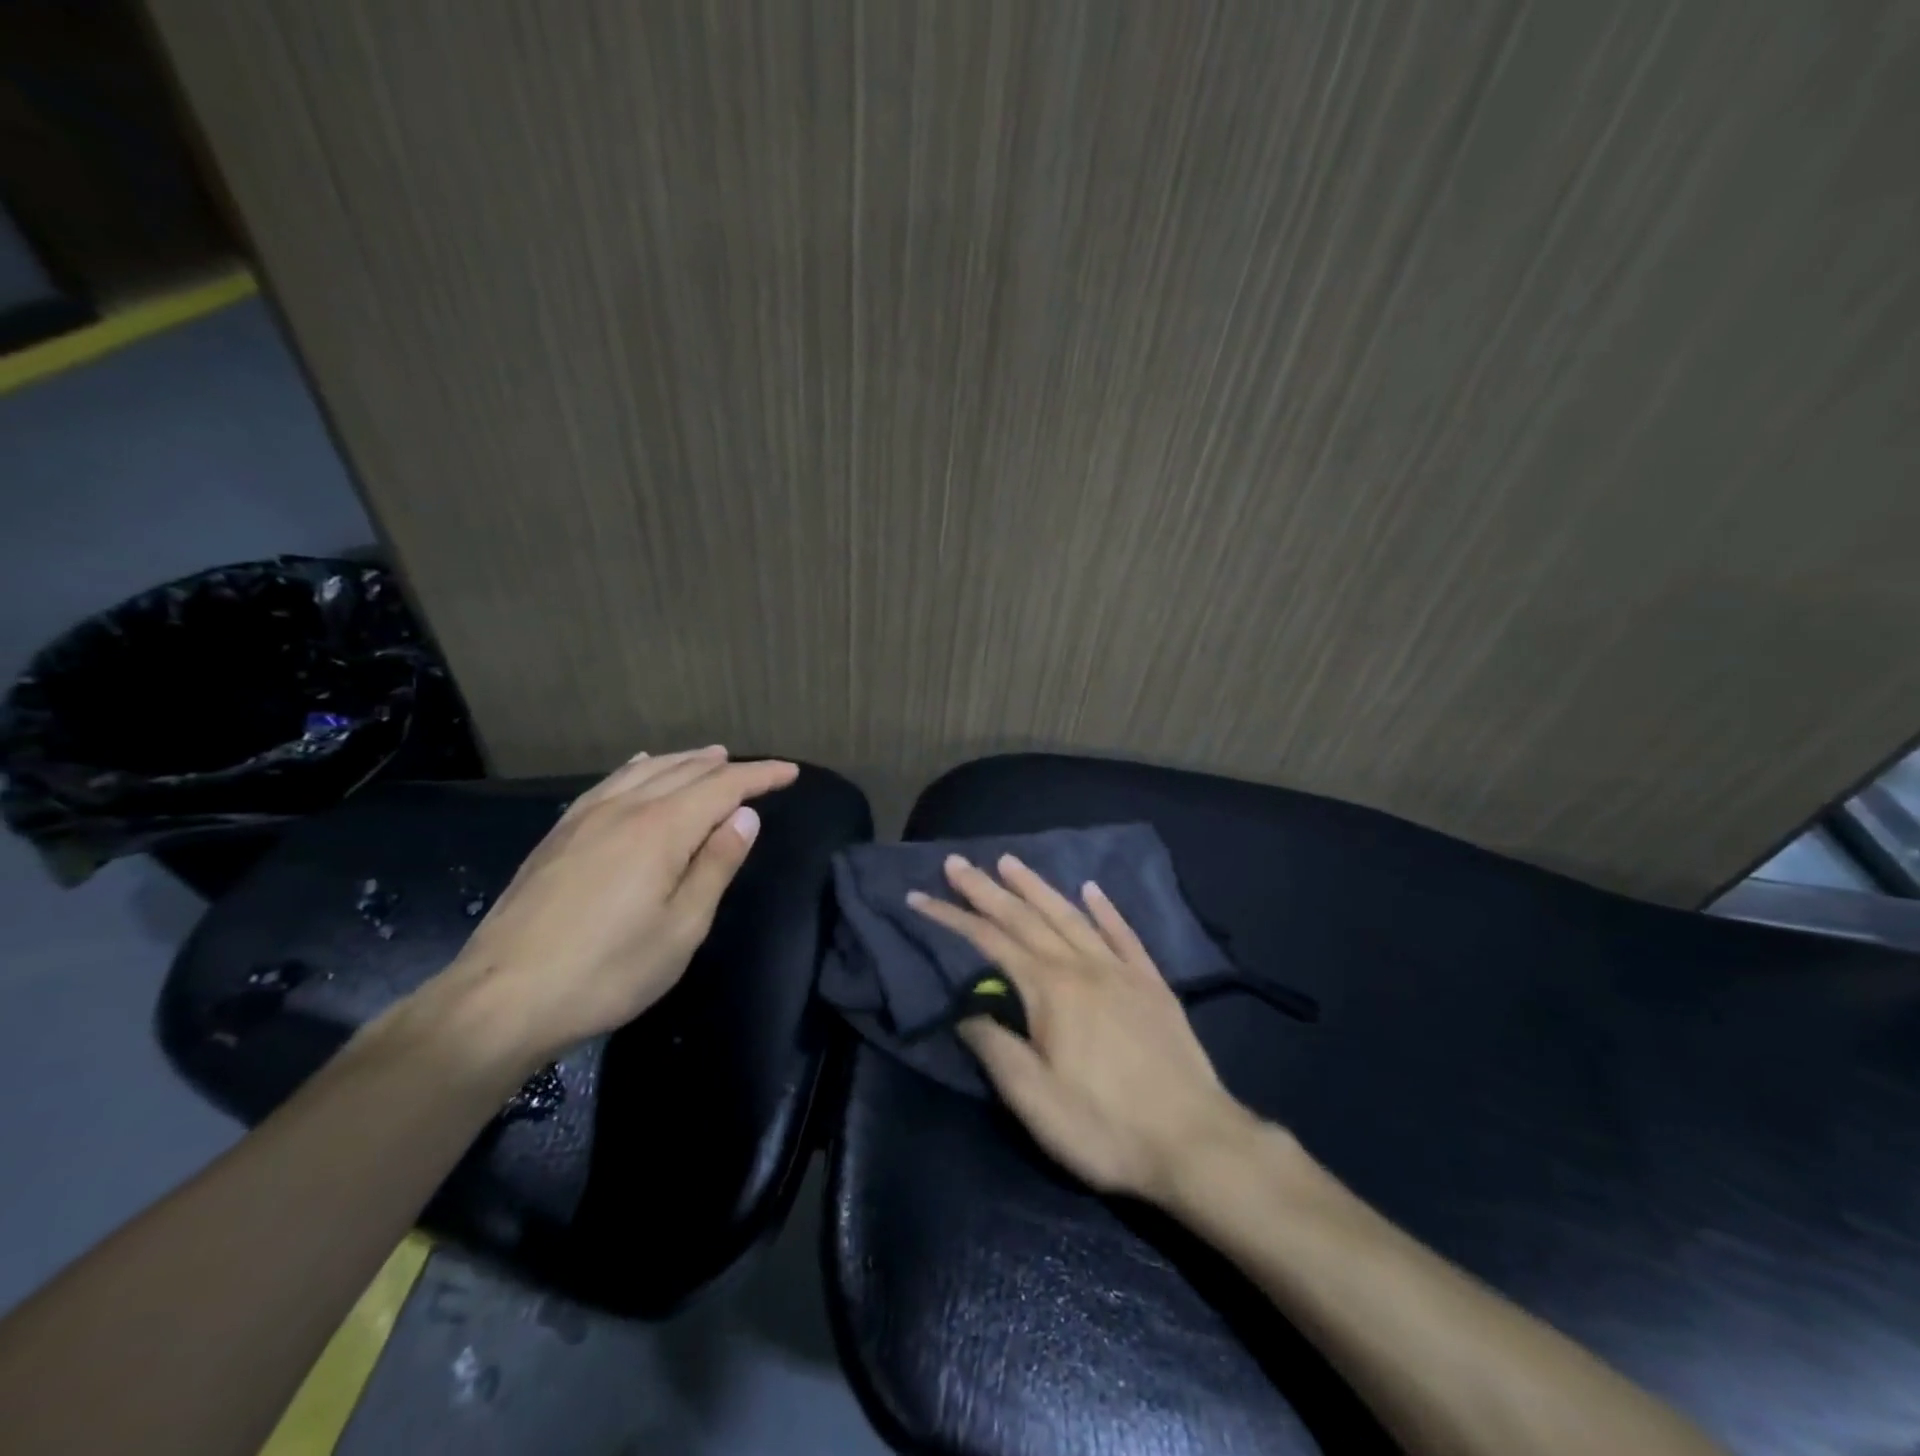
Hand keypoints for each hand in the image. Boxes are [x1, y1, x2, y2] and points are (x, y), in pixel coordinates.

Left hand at [432, 746, 797, 1067]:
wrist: (501, 1000)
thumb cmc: (608, 971)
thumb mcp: (682, 928)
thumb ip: (716, 865)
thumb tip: (745, 817)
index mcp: (661, 829)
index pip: (723, 787)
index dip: (760, 776)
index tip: (790, 772)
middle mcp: (625, 809)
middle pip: (685, 772)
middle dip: (726, 767)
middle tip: (757, 769)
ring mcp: (585, 818)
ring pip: (645, 771)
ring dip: (684, 761)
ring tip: (709, 756)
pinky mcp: (559, 834)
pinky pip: (609, 782)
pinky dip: (638, 768)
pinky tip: (639, 767)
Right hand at [908, 853, 1259, 1204]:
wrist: (1195, 1142)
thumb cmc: (1104, 1126)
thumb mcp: (1034, 1100)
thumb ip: (995, 1047)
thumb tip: (965, 1009)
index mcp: (1049, 990)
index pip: (988, 941)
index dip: (951, 918)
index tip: (919, 896)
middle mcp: (1082, 966)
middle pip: (1026, 917)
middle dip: (986, 890)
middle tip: (957, 864)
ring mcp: (1121, 970)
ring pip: (1071, 915)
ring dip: (1037, 887)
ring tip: (1010, 862)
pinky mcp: (1152, 983)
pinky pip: (1124, 934)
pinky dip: (1105, 908)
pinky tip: (1092, 889)